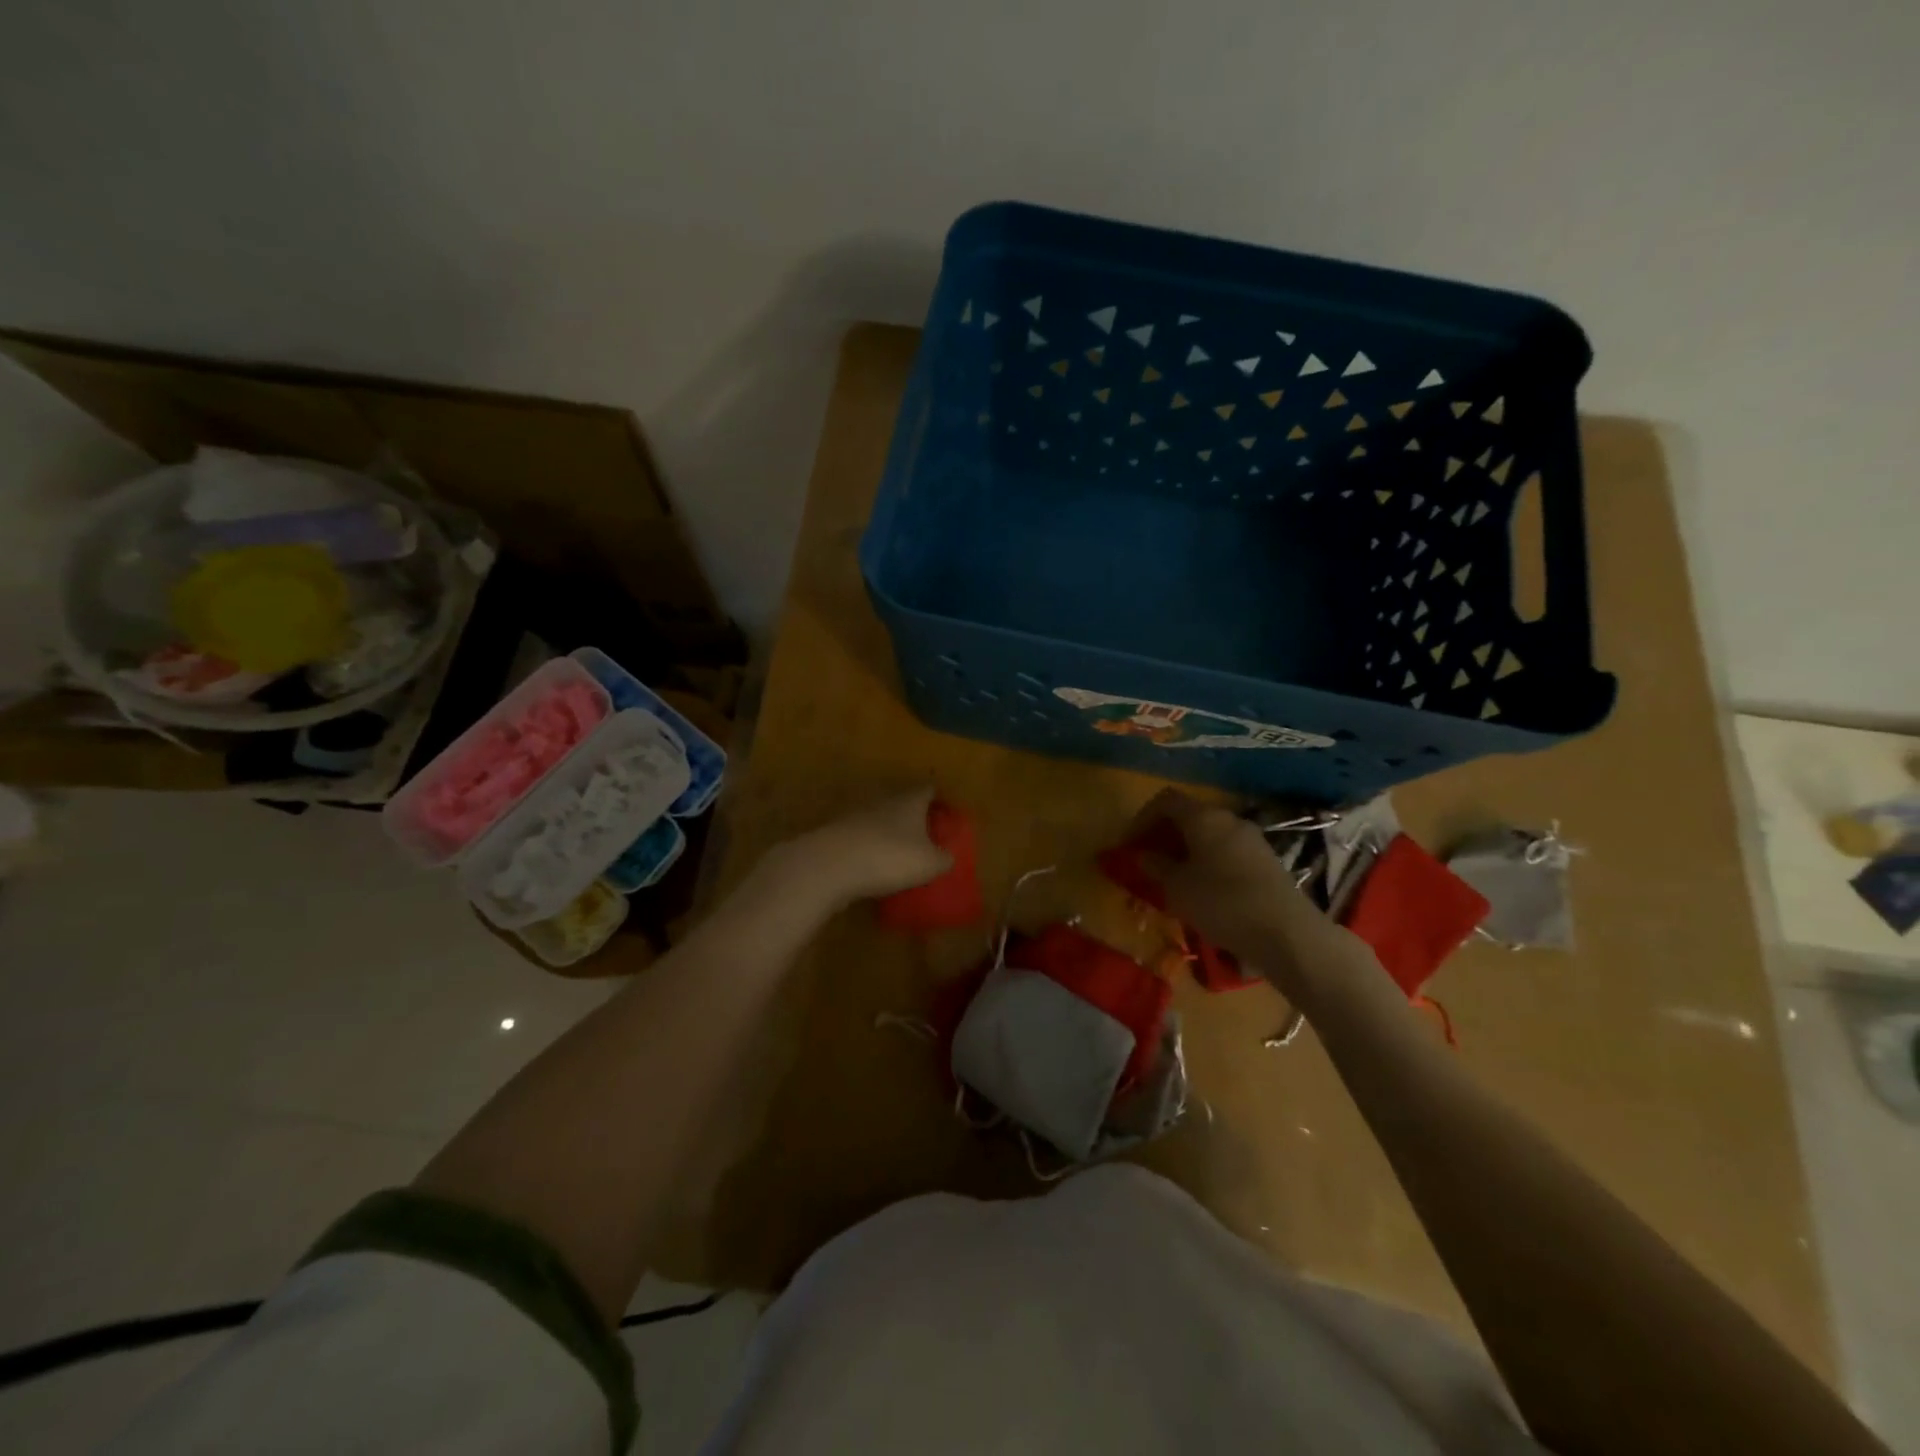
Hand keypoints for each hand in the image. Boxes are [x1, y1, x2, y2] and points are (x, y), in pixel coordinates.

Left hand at [758, 788, 952, 911]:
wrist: (829, 866)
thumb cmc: (889, 857)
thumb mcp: (929, 863)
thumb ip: (944, 858)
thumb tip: (947, 856)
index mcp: (909, 801)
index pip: (928, 789)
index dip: (939, 800)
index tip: (947, 815)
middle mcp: (883, 801)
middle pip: (903, 804)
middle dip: (914, 819)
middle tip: (926, 840)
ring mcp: (856, 817)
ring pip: (880, 822)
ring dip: (889, 836)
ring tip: (900, 859)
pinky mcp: (836, 836)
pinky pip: (861, 841)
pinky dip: (869, 851)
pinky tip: (874, 870)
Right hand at [1129, 789, 1346, 995]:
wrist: (1286, 932)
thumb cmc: (1221, 903)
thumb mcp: (1177, 888)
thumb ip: (1157, 867)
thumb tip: (1145, 856)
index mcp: (1204, 817)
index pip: (1166, 800)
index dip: (1143, 818)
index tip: (1130, 843)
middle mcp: (1229, 819)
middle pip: (1189, 817)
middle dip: (1165, 836)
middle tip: (1149, 862)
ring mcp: (1252, 840)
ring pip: (1209, 836)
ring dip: (1187, 851)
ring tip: (1174, 880)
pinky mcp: (1266, 862)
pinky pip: (1227, 853)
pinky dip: (1208, 863)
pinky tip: (1204, 891)